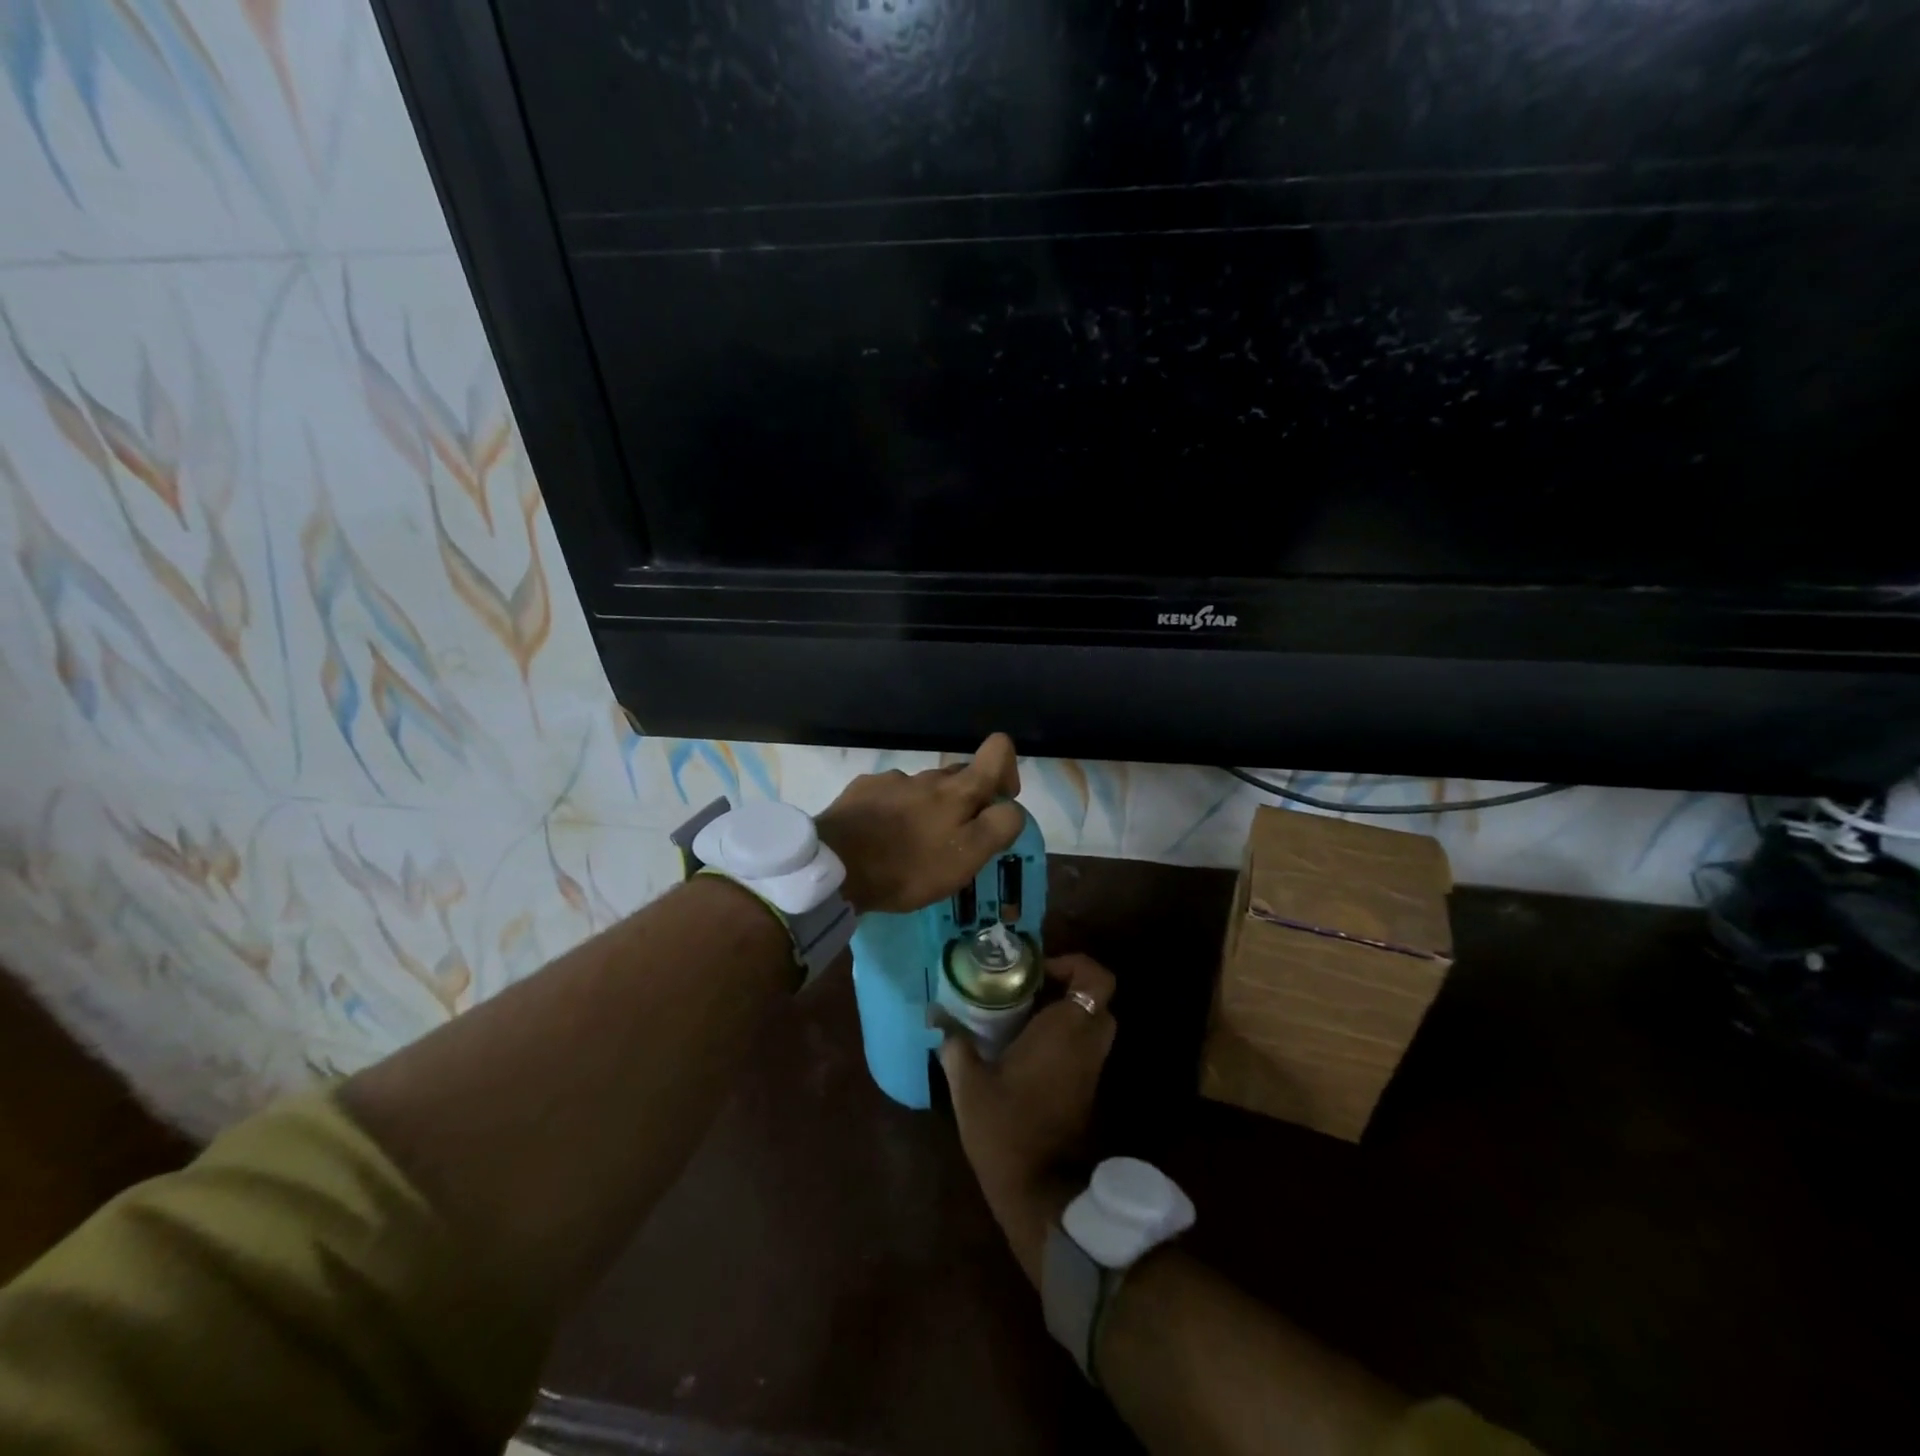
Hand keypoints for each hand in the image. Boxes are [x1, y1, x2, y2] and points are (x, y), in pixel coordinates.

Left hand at [815, 733, 1025, 914]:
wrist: (835, 867)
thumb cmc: (907, 867)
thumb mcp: (966, 858)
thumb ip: (998, 827)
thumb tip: (1012, 807)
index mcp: (958, 790)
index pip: (998, 749)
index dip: (1007, 769)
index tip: (998, 802)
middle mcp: (928, 776)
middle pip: (960, 776)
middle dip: (965, 801)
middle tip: (953, 842)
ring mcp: (892, 780)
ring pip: (923, 788)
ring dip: (927, 810)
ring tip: (912, 847)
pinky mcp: (862, 790)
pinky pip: (890, 795)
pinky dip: (895, 812)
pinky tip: (882, 839)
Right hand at [940, 953, 1117, 1284]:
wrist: (1041, 1192)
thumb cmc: (1007, 1128)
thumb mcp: (969, 1084)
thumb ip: (955, 1046)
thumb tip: (937, 1017)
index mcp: (1067, 1029)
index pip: (1097, 979)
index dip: (1075, 964)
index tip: (1038, 971)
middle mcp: (1087, 1043)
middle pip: (1095, 999)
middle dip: (1066, 988)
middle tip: (1027, 990)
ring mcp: (1092, 1069)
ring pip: (1090, 1025)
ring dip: (1064, 1014)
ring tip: (1019, 1017)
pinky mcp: (1088, 1090)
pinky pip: (1083, 1048)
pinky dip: (1063, 1039)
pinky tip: (1023, 1048)